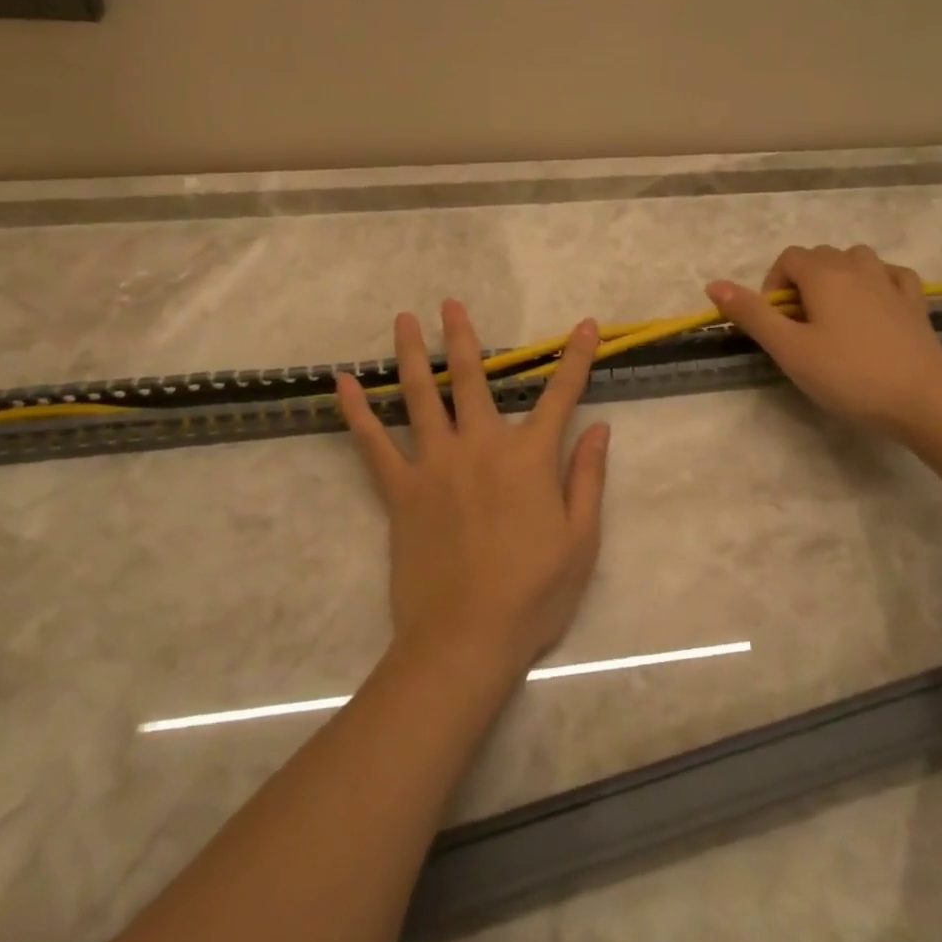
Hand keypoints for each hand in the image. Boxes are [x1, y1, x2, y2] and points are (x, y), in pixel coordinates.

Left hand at [335, 301, 610, 676]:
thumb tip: (599, 429)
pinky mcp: (400, 490)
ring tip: (403, 320)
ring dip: (411, 354)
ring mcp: (434, 464)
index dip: (575, 358)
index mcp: (529, 458)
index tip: (584, 325)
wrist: (467, 637)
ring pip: (421, 396)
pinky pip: (373, 443)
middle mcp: (480, 446)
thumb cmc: (534, 593)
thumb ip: (588, 478)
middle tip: (450, 303)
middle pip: (472, 379)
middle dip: (462, 337)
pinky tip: (342, 383)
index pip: (560, 395)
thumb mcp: (581, 540)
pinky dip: (357, 412)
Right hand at [706, 245, 941, 440]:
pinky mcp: (916, 303)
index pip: (788, 258)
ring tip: (833, 316)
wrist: (923, 401)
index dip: (773, 285)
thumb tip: (713, 284)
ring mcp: (891, 282)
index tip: (776, 323)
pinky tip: (874, 306)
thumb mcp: (789, 349)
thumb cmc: (848, 375)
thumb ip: (751, 314)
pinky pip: (891, 274)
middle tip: (799, 327)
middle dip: (801, 282)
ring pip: (856, 259)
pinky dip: (876, 282)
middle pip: (819, 256)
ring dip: (838, 277)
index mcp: (824, 275)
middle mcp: (858, 267)